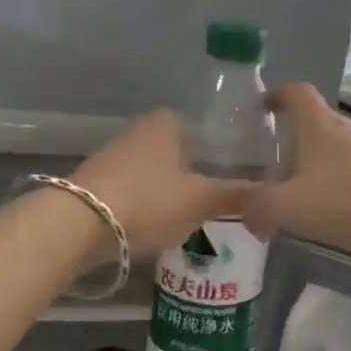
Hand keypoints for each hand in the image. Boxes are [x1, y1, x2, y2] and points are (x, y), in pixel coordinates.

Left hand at [71, 111, 245, 257]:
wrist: (78, 225)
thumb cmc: (149, 201)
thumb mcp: (202, 201)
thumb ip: (236, 196)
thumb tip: (272, 196)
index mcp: (167, 124)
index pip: (202, 127)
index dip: (220, 148)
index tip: (235, 172)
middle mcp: (138, 131)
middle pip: (178, 151)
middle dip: (196, 172)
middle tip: (219, 198)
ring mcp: (113, 157)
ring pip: (155, 172)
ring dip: (170, 191)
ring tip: (194, 217)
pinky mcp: (96, 185)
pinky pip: (134, 191)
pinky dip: (148, 205)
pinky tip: (159, 226)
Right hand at [242, 84, 350, 253]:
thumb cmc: (350, 198)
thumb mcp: (290, 205)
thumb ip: (257, 206)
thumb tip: (241, 209)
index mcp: (318, 125)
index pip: (296, 93)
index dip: (277, 95)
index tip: (262, 108)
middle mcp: (347, 129)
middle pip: (316, 123)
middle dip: (294, 139)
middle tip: (272, 164)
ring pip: (338, 150)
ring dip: (318, 165)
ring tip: (301, 193)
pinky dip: (341, 185)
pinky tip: (336, 211)